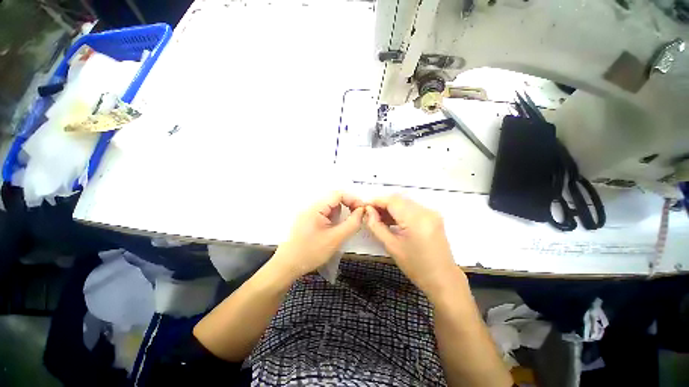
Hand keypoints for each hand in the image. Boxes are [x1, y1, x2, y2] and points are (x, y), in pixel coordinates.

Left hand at [273, 192, 364, 278]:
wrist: (288, 266)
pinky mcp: (308, 219)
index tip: (362, 210)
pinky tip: (335, 228)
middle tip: (357, 216)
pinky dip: (334, 217)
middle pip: (334, 198)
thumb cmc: (311, 252)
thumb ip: (352, 223)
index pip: (338, 194)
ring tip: (345, 225)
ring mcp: (309, 213)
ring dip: (341, 212)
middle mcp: (311, 206)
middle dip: (348, 205)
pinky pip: (325, 213)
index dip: (352, 199)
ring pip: (330, 206)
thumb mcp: (336, 239)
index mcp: (316, 207)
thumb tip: (362, 211)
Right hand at [364, 195, 462, 296]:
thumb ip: (376, 226)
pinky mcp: (433, 216)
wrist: (442, 279)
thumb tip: (368, 211)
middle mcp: (425, 211)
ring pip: (405, 202)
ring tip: (378, 218)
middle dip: (382, 204)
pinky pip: (412, 208)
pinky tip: (392, 220)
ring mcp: (431, 213)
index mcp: (416, 219)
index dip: (376, 201)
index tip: (364, 207)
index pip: (392, 201)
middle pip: (399, 199)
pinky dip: (400, 211)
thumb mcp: (391, 246)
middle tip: (370, 213)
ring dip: (391, 207)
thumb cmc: (415, 266)